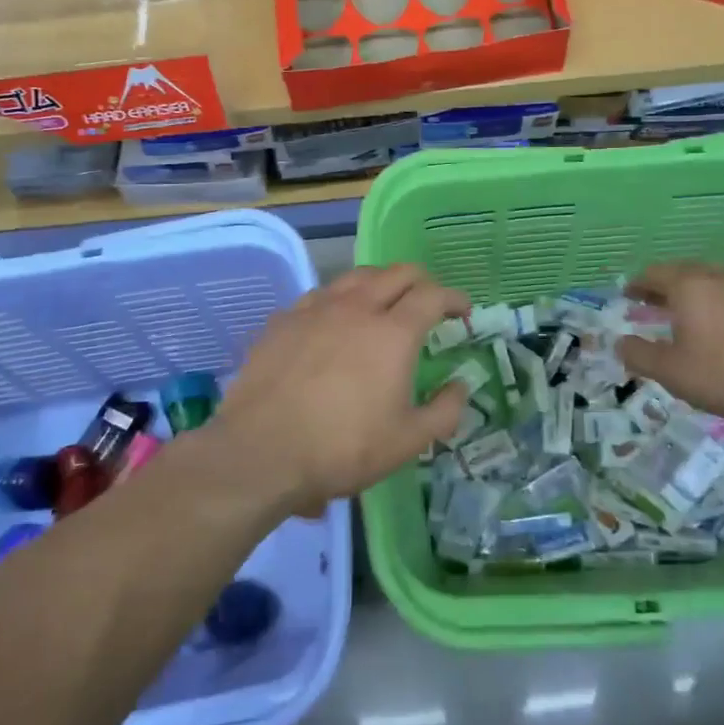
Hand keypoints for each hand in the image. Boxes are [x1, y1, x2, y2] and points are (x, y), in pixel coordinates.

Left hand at [208, 265, 470, 510]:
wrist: (261, 451)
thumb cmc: (342, 448)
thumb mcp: (407, 442)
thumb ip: (444, 411)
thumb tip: (460, 386)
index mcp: (393, 333)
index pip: (432, 295)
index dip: (453, 298)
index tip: (463, 311)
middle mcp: (356, 308)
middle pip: (396, 273)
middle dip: (421, 281)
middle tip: (428, 301)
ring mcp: (315, 309)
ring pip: (355, 276)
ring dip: (379, 283)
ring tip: (383, 302)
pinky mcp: (283, 320)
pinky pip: (320, 295)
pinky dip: (340, 300)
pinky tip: (334, 321)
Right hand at [615, 261, 723, 431]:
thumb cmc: (722, 374)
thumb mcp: (669, 371)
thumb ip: (638, 354)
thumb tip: (619, 342)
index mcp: (689, 286)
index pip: (655, 274)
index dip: (637, 283)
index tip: (627, 294)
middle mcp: (718, 277)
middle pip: (684, 271)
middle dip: (664, 284)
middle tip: (651, 301)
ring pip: (712, 279)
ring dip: (693, 290)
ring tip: (685, 309)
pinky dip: (718, 301)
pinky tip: (719, 322)